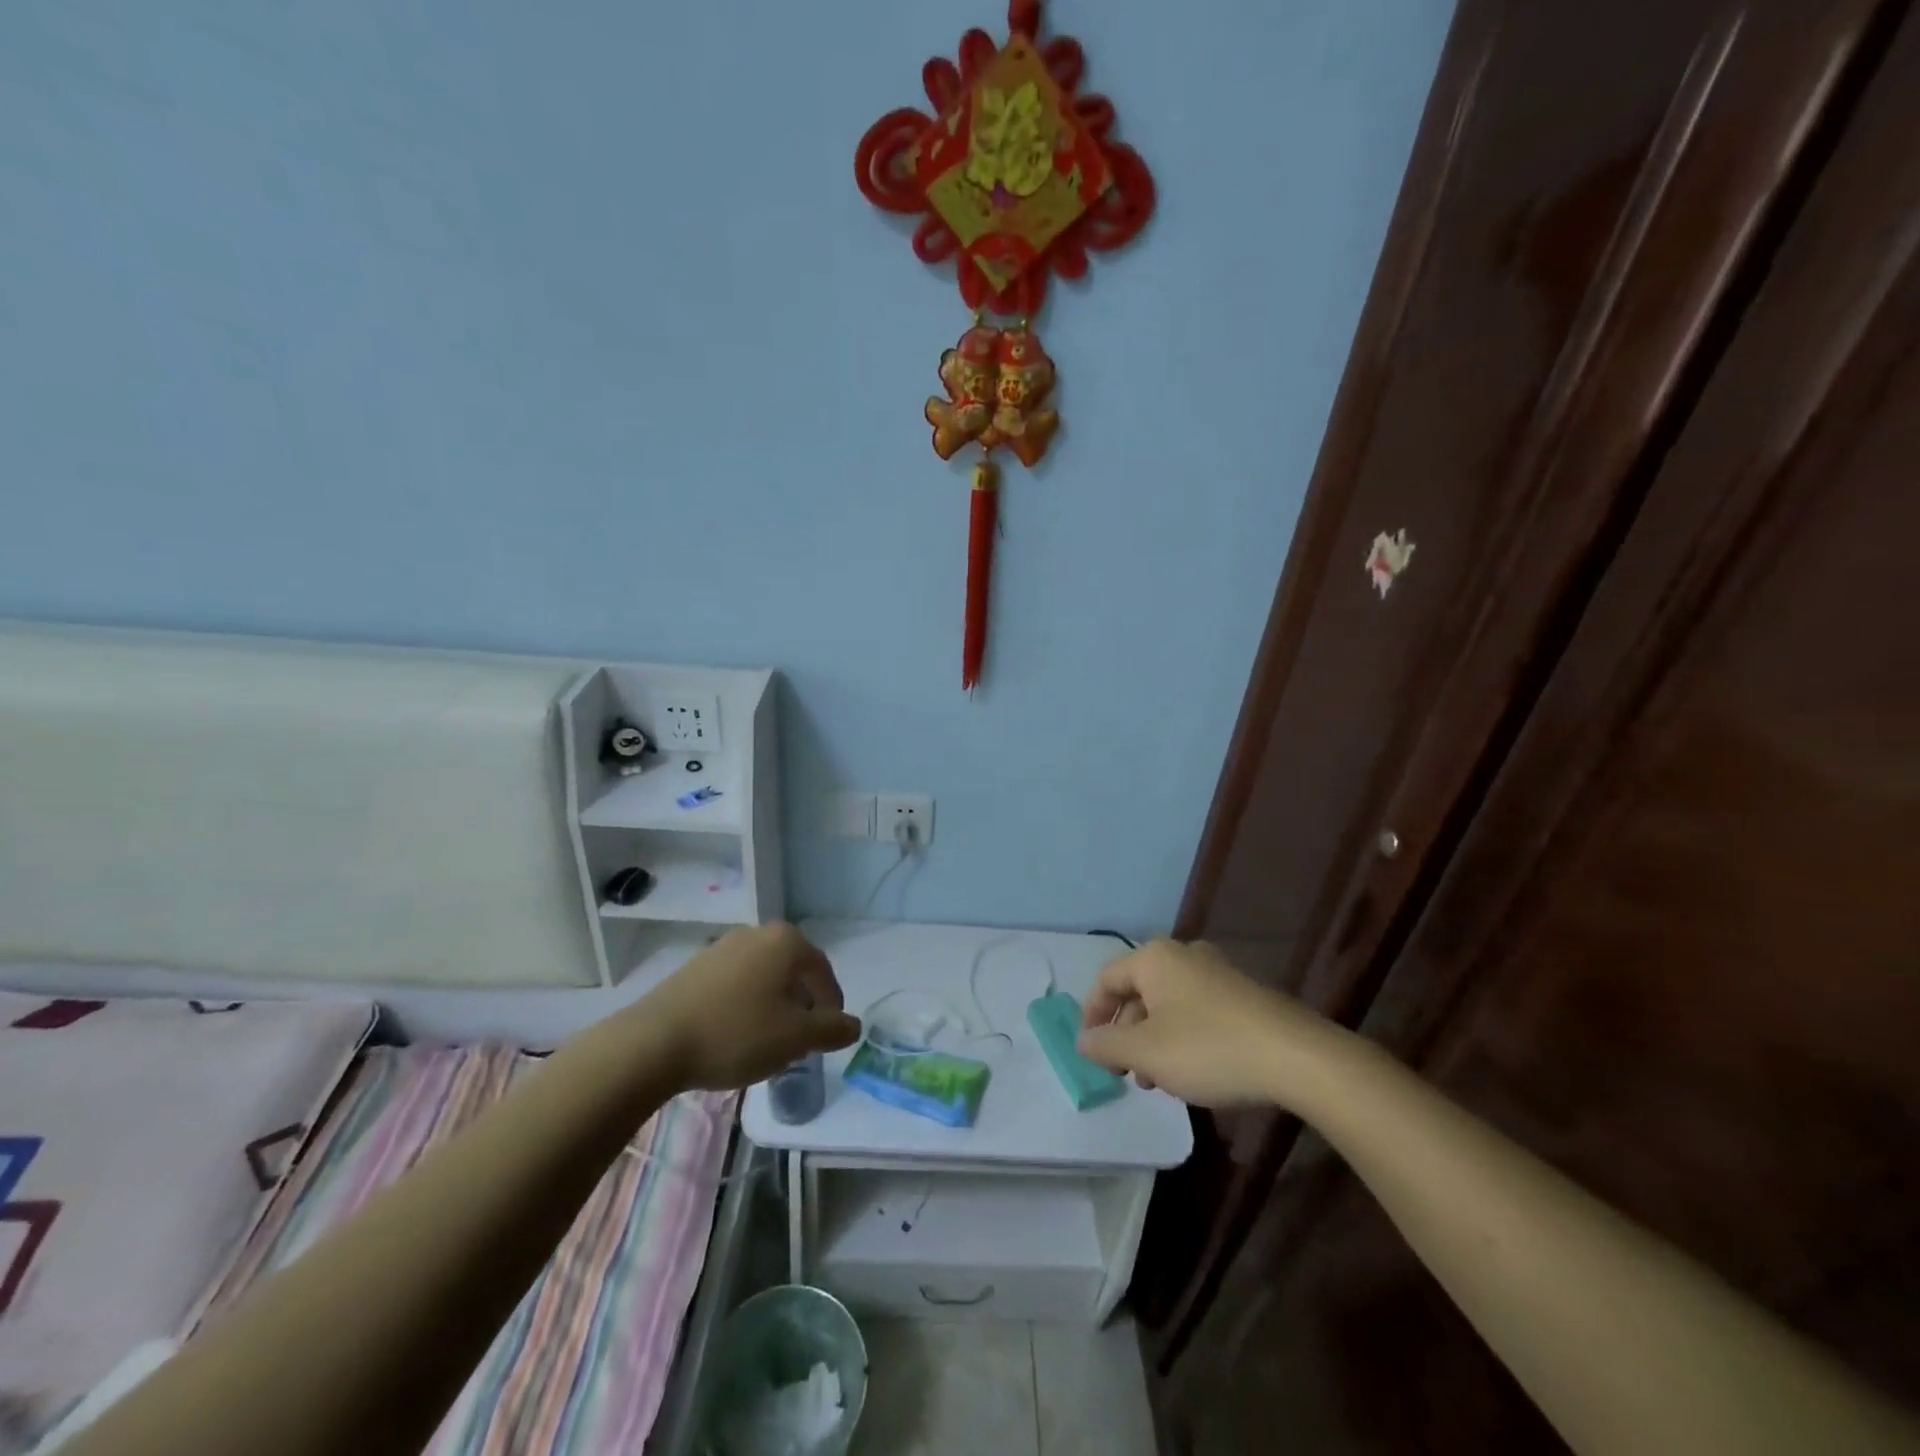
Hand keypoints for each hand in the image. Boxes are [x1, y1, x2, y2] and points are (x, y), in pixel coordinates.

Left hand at [643, 924, 861, 1090]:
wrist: (653, 1043)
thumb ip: (832, 1029)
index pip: (822, 970)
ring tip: (767, 1042)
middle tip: (800, 1040)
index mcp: (785, 941)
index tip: (828, 1034)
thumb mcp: (795, 1038)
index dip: (831, 1004)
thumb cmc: (736, 1034)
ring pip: (763, 977)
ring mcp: (721, 947)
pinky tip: (734, 1036)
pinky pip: (735, 984)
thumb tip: (853, 1025)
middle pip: (792, 971)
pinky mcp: (694, 968)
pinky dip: (744, 1005)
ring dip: (772, 1006)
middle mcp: (756, 933)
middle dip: (801, 1005)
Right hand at [1076, 940, 1339, 1108]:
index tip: (1090, 1052)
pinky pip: (1196, 1010)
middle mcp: (1183, 955)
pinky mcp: (1243, 994)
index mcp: (1154, 958)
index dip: (1091, 1015)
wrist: (1297, 1057)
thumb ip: (1107, 1045)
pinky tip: (1193, 1071)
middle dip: (1125, 1033)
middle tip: (1125, 1073)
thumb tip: (1082, 1040)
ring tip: (1158, 1080)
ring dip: (1153, 1040)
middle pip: (1137, 990)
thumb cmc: (1209, 1048)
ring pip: (1167, 1004)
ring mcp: (1217, 972)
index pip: (1106, 979)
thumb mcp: (1147, 1053)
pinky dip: (1182, 1037)